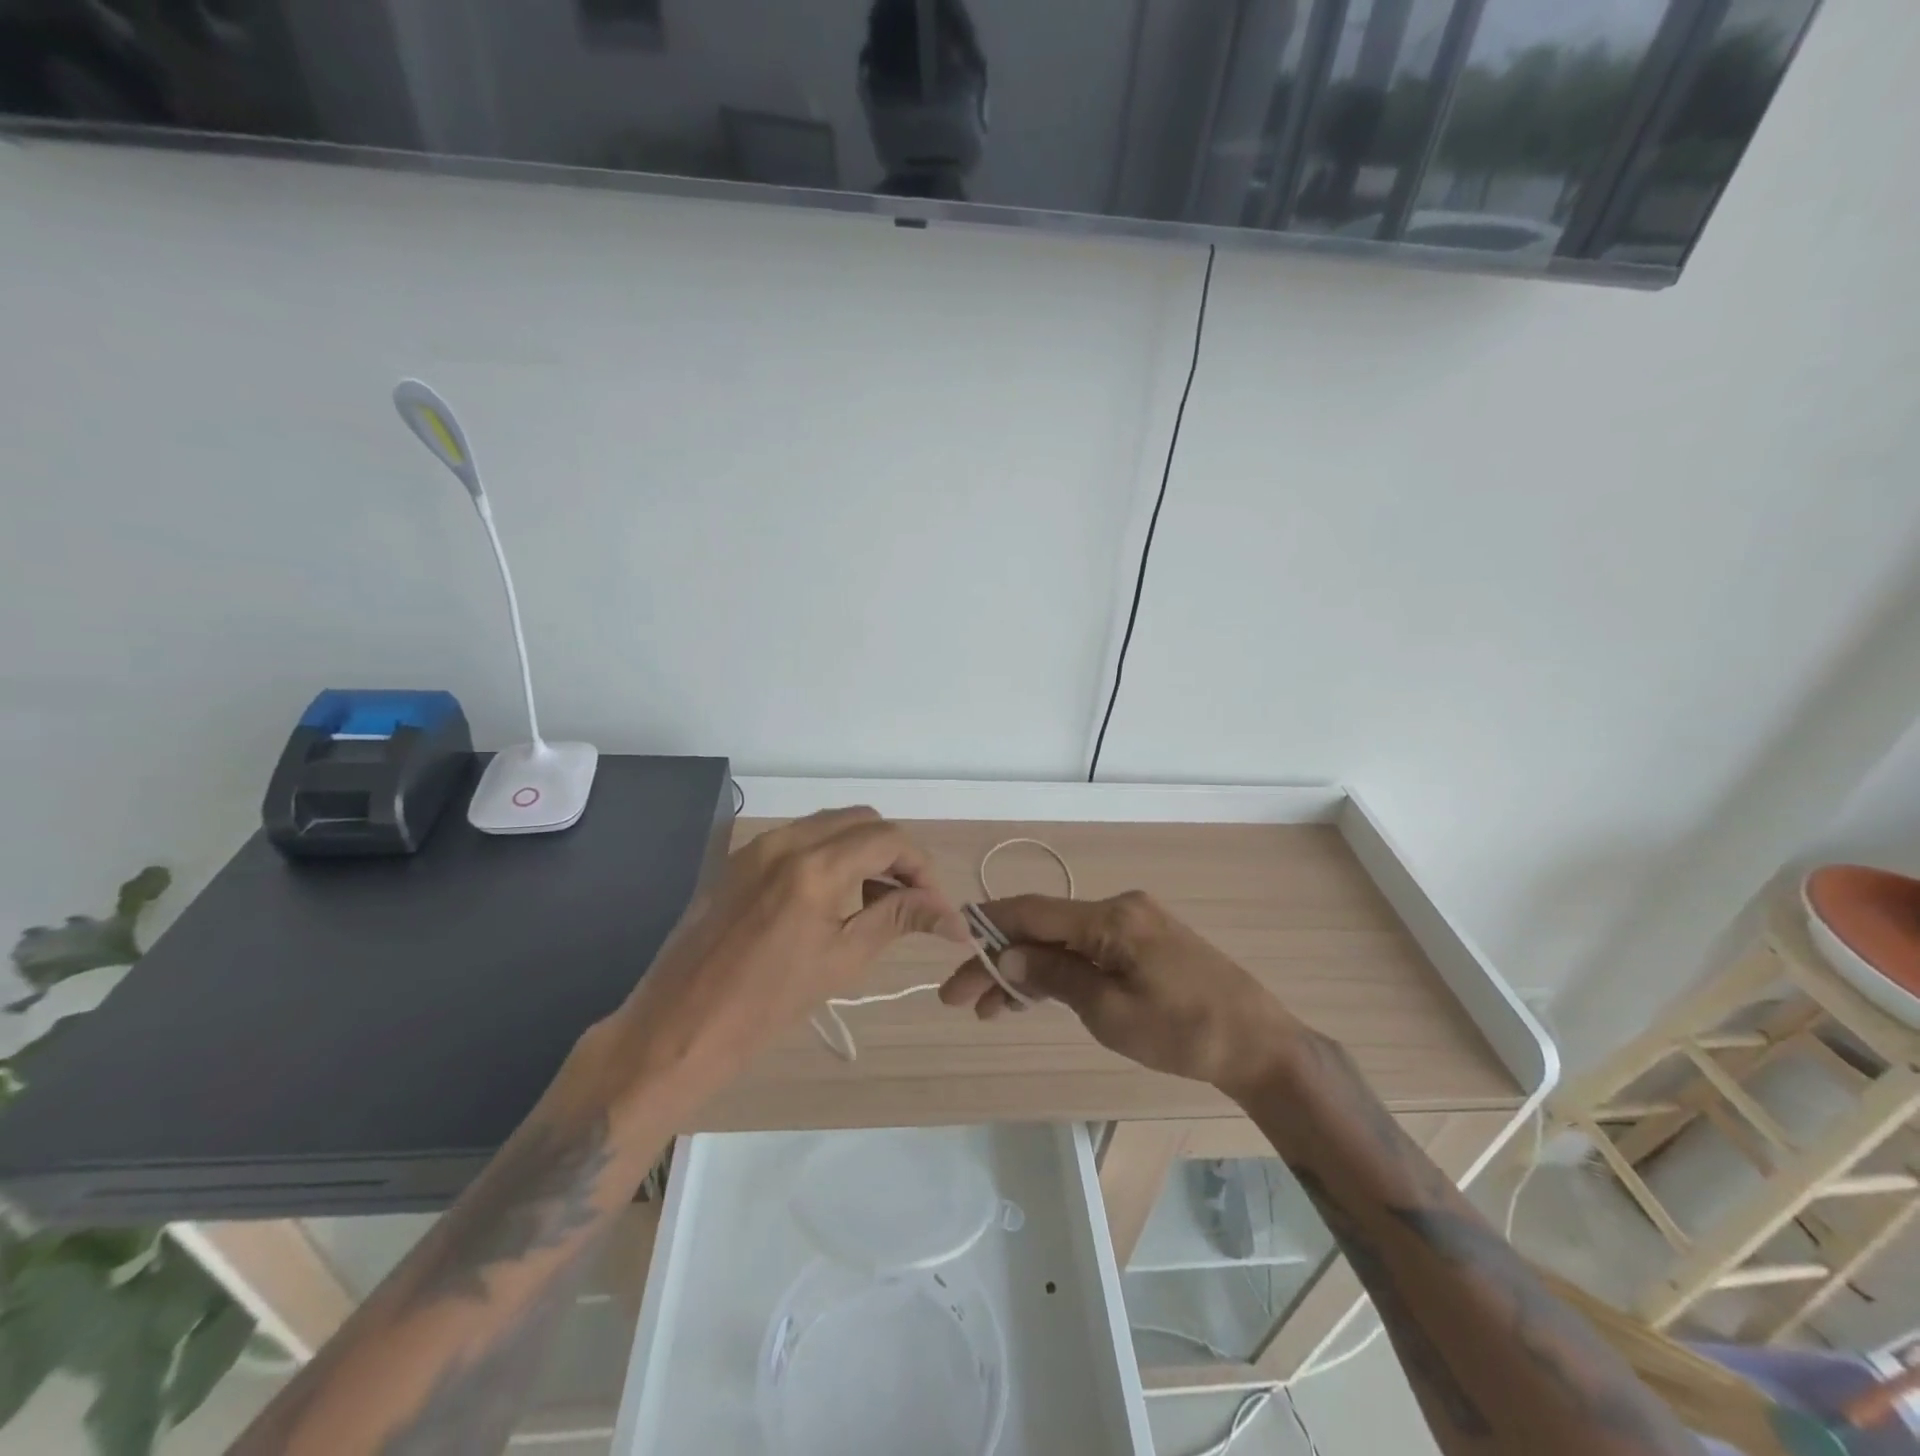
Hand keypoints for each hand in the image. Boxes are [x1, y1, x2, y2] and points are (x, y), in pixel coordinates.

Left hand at [599, 807, 969, 1111]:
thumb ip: (897, 919)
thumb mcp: (842, 960)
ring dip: (862, 850)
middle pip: (861, 821)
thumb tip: (953, 917)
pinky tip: (834, 897)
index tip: (934, 905)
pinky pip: (798, 839)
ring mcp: (757, 847)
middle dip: (894, 852)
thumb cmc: (765, 1005)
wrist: (678, 1027)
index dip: (921, 866)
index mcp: (815, 867)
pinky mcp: (739, 860)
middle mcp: (786, 841)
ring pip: (829, 825)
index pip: (888, 840)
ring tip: (877, 899)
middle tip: (910, 898)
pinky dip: (828, 854)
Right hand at [938, 891, 1299, 1093]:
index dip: (987, 928)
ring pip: (1063, 942)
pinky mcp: (1144, 943)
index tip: (953, 950)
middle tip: (959, 997)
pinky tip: (1032, 996)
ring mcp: (1133, 924)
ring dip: (1026, 970)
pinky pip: (1088, 951)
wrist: (1260, 1045)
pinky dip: (1058, 972)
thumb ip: (1055, 977)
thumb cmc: (1185, 1032)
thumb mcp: (1111, 1012)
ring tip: (988, 1009)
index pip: (1032, 912)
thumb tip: (1005, 956)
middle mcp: (1119, 909)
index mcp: (1111, 917)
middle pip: (1043, 928)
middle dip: (999, 960)